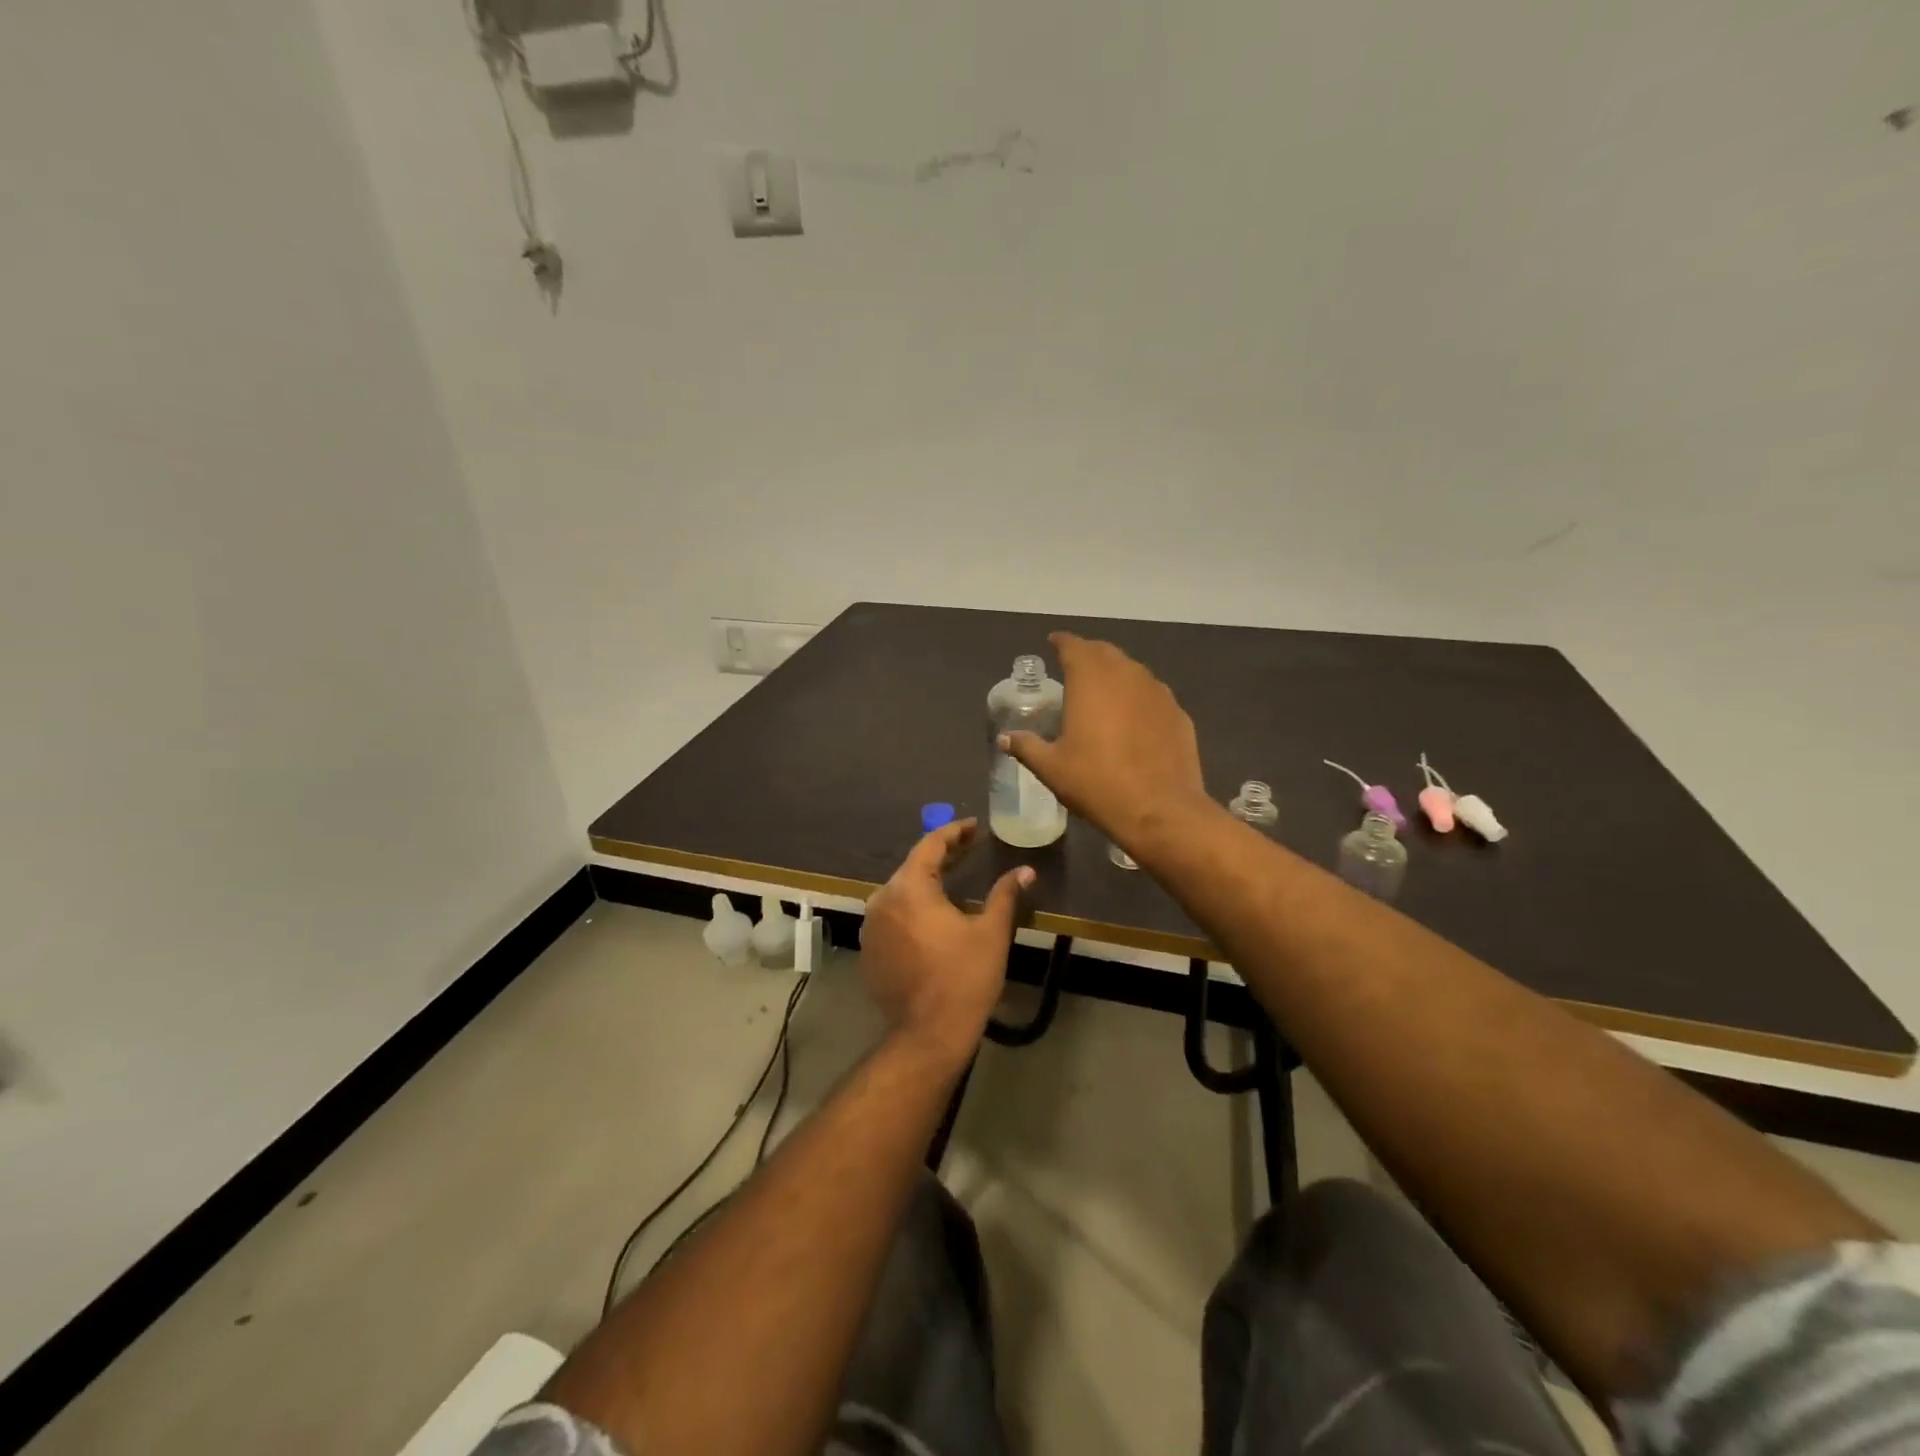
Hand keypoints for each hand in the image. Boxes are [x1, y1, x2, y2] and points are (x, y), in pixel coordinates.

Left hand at [860, 820, 1033, 1068]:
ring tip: (952, 882)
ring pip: (900, 893)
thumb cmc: (964, 978)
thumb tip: (1025, 870)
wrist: (928, 1034)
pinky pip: (891, 918)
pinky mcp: (868, 951)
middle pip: (912, 868)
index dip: (954, 833)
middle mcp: (882, 900)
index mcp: (909, 889)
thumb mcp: (991, 932)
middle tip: (968, 851)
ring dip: (924, 884)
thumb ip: (1005, 894)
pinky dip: (911, 911)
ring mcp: (871, 928)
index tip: (974, 827)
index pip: (930, 845)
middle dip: (940, 857)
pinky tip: (931, 920)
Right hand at [999, 632, 1214, 855]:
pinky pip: (1153, 695)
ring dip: (1116, 674)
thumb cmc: (1097, 783)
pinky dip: (1138, 697)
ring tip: (1103, 690)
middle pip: (1105, 652)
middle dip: (1088, 654)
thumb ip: (1027, 746)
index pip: (1074, 646)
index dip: (1062, 642)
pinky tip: (1134, 718)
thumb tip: (1005, 738)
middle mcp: (1126, 675)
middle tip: (1074, 666)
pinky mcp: (1178, 714)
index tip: (1053, 642)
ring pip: (1133, 671)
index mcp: (1091, 680)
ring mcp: (1158, 693)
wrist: (1160, 810)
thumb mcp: (1052, 768)